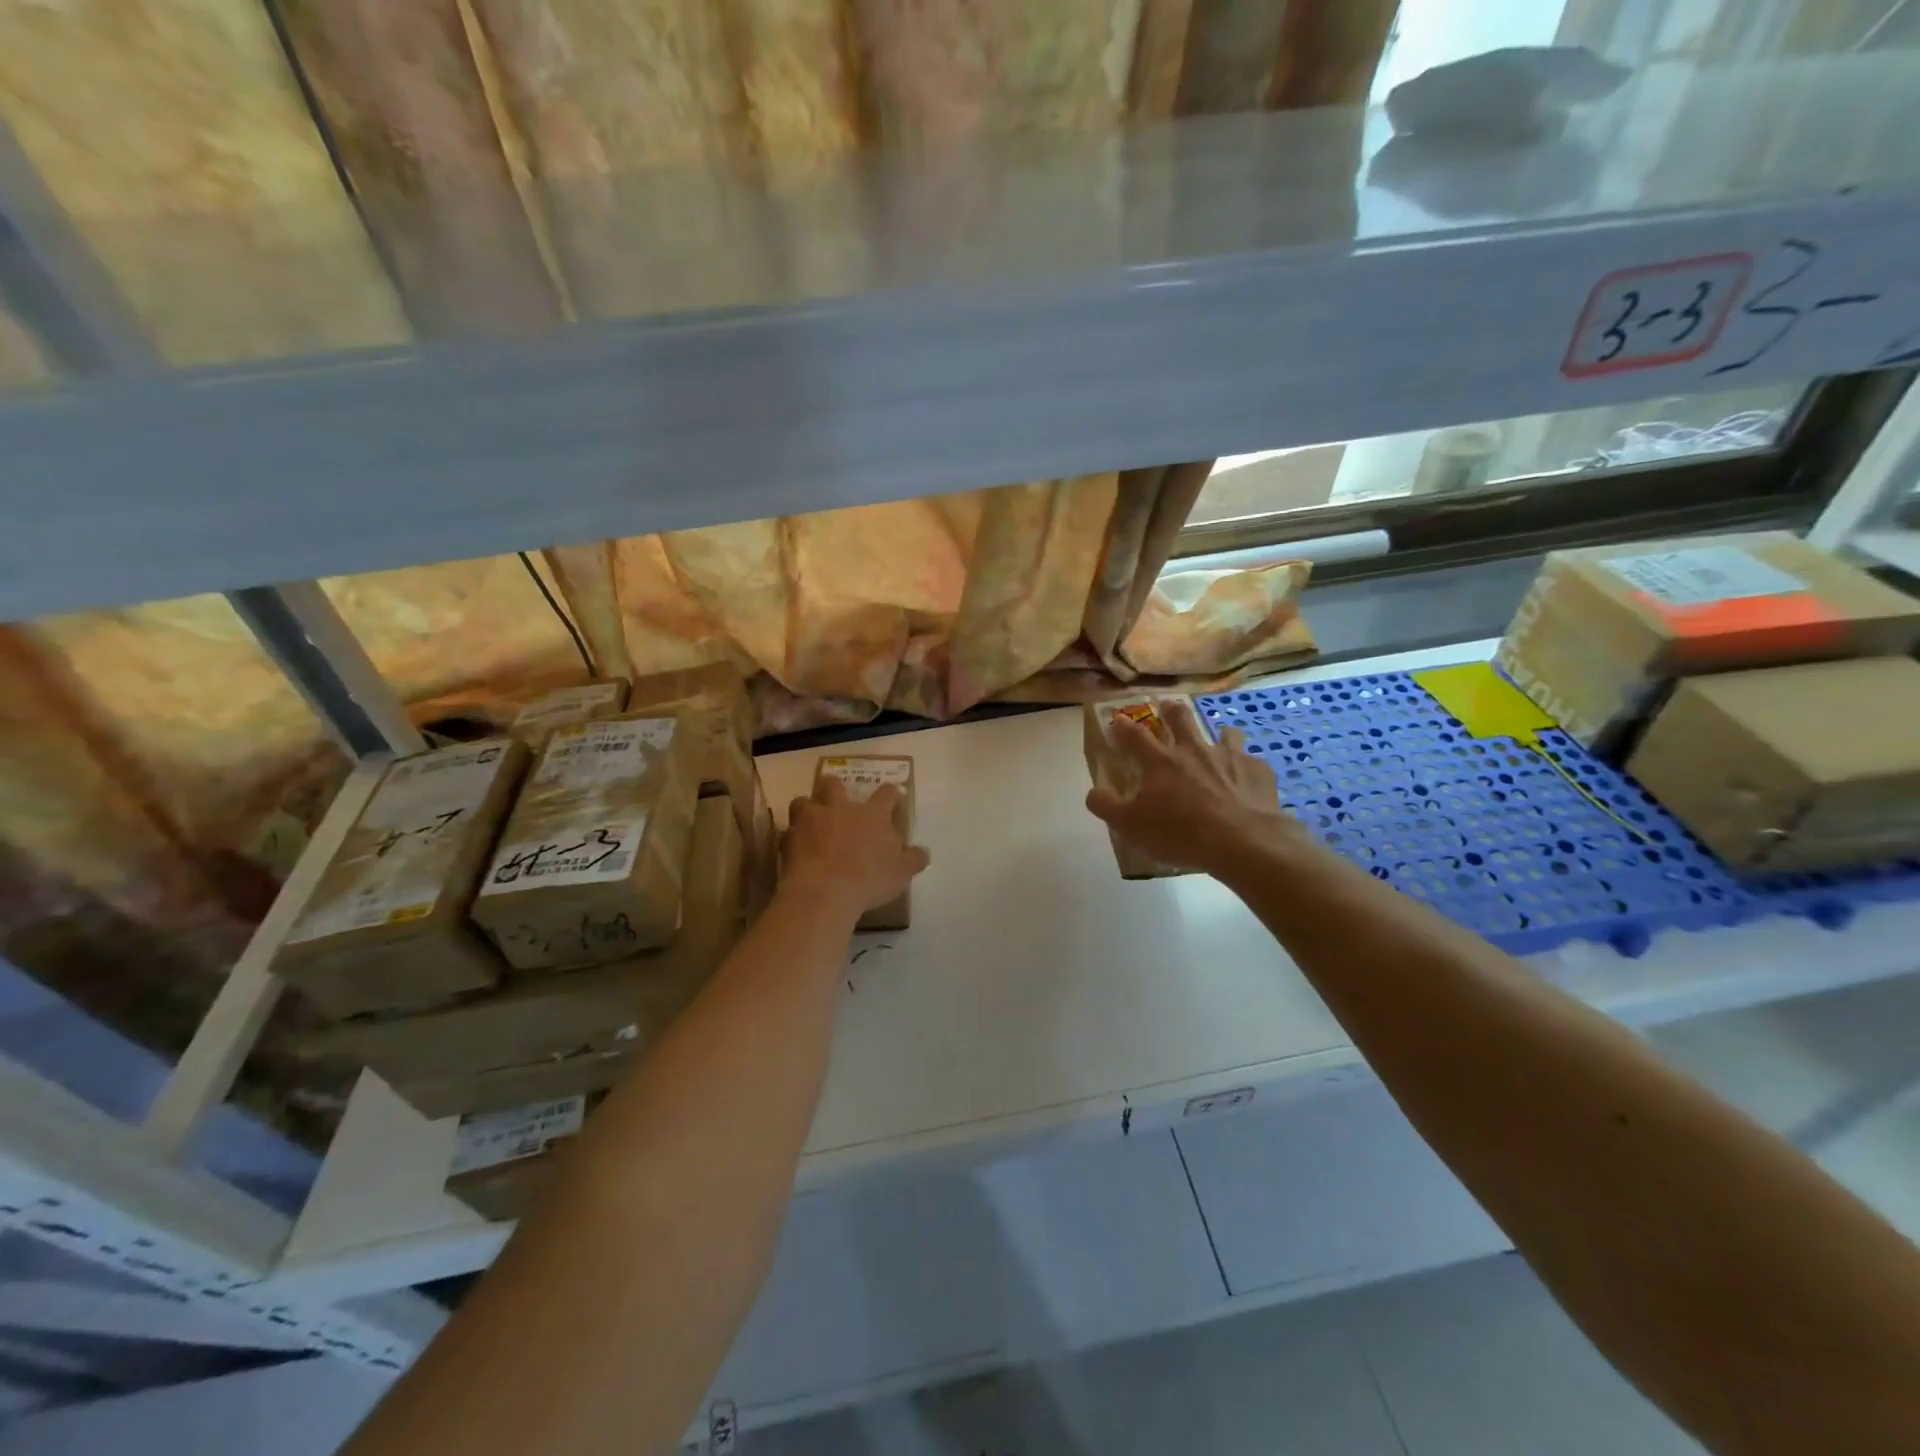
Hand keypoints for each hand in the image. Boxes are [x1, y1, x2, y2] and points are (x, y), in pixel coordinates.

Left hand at [782, 777, 930, 921]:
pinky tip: (795, 849)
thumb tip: (923, 852)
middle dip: (834, 787)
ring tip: (809, 821)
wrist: (824, 892)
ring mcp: (811, 821)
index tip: (892, 796)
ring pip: (803, 801)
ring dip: (807, 808)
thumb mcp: (901, 873)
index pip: (886, 794)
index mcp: (872, 815)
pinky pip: (788, 832)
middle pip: (834, 784)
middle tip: (837, 797)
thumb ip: (913, 859)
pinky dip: (792, 838)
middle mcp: (841, 809)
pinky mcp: (789, 838)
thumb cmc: (869, 879)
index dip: (890, 794)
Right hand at [1086, 699, 1294, 877]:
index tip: (1117, 720)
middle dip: (1171, 710)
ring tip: (1218, 739)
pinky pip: (1251, 760)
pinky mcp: (1257, 769)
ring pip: (1223, 732)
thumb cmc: (1180, 832)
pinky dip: (1245, 766)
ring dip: (1218, 733)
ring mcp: (1228, 756)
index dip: (1122, 726)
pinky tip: (1246, 780)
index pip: (1134, 734)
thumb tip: (1092, 793)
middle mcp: (1193, 749)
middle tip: (1168, 707)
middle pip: (1180, 717)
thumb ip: (1106, 806)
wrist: (1242, 841)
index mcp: (1160, 761)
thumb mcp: (1131, 826)